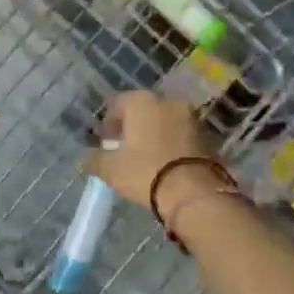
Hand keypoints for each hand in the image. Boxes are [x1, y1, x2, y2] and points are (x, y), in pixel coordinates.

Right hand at [86, 91, 219, 220]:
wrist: (194, 192)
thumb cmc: (145, 172)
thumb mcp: (111, 169)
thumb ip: (94, 160)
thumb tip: (86, 159)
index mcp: (142, 102)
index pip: (118, 103)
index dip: (109, 123)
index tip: (106, 142)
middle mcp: (168, 102)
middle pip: (144, 110)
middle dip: (133, 127)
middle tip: (125, 150)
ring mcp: (191, 118)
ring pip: (165, 122)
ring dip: (154, 135)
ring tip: (145, 159)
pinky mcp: (206, 136)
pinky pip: (181, 136)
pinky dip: (171, 144)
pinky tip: (165, 164)